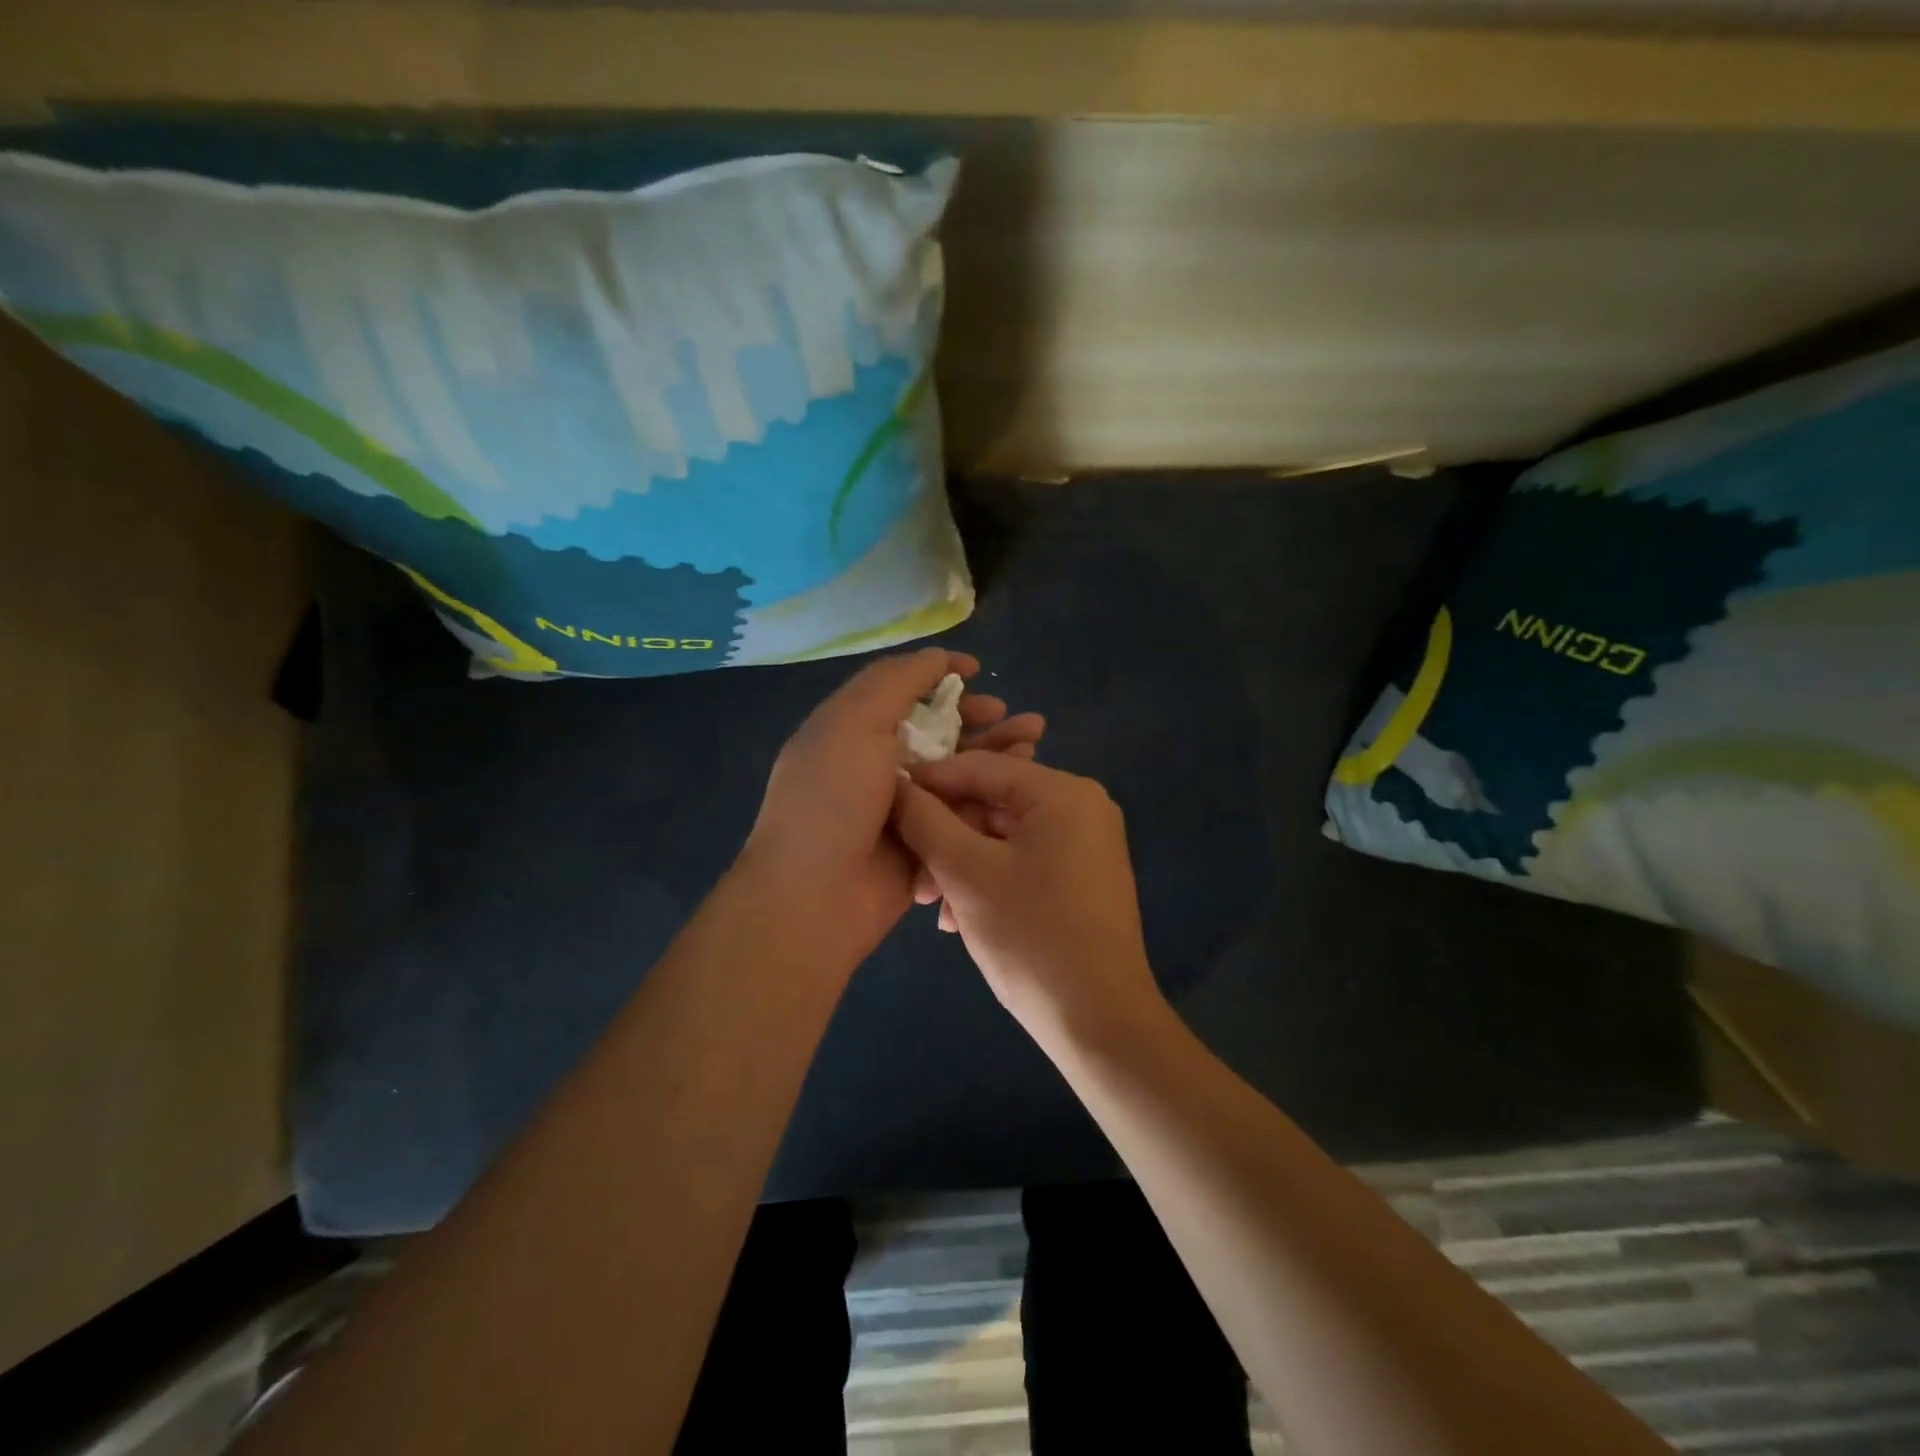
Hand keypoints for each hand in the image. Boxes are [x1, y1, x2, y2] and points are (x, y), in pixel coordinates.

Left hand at [742, 649, 1044, 963]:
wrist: (816, 895)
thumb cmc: (831, 797)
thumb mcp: (854, 721)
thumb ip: (896, 682)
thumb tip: (936, 657)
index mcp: (854, 731)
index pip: (903, 692)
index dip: (940, 676)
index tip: (978, 671)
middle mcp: (879, 765)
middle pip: (939, 732)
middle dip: (980, 719)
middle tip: (1017, 716)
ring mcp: (905, 808)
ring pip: (959, 771)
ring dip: (995, 753)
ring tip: (1033, 740)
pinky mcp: (927, 844)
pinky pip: (964, 813)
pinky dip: (991, 796)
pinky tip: (1023, 784)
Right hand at [891, 753, 1166, 1046]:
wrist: (1100, 1022)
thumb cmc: (1031, 938)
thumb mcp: (966, 873)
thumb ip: (925, 820)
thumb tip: (895, 785)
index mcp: (1063, 792)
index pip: (979, 766)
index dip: (926, 782)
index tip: (883, 800)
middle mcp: (1082, 806)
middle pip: (992, 802)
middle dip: (945, 837)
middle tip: (912, 877)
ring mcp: (1087, 842)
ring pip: (1004, 835)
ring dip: (961, 864)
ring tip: (931, 904)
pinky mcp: (1084, 875)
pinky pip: (1024, 858)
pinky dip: (989, 878)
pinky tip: (958, 915)